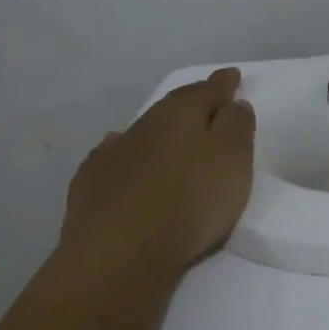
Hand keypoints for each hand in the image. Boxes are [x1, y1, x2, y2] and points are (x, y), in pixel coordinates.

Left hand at [60, 68, 255, 275]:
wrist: (119, 252)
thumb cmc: (189, 201)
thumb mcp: (232, 159)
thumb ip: (237, 126)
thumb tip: (232, 103)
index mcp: (180, 113)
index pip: (207, 90)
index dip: (223, 85)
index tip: (232, 77)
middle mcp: (144, 124)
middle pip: (174, 108)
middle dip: (192, 106)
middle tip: (208, 107)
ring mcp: (113, 153)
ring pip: (144, 133)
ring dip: (160, 134)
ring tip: (172, 139)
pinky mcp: (91, 184)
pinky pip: (115, 159)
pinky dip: (128, 157)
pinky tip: (127, 163)